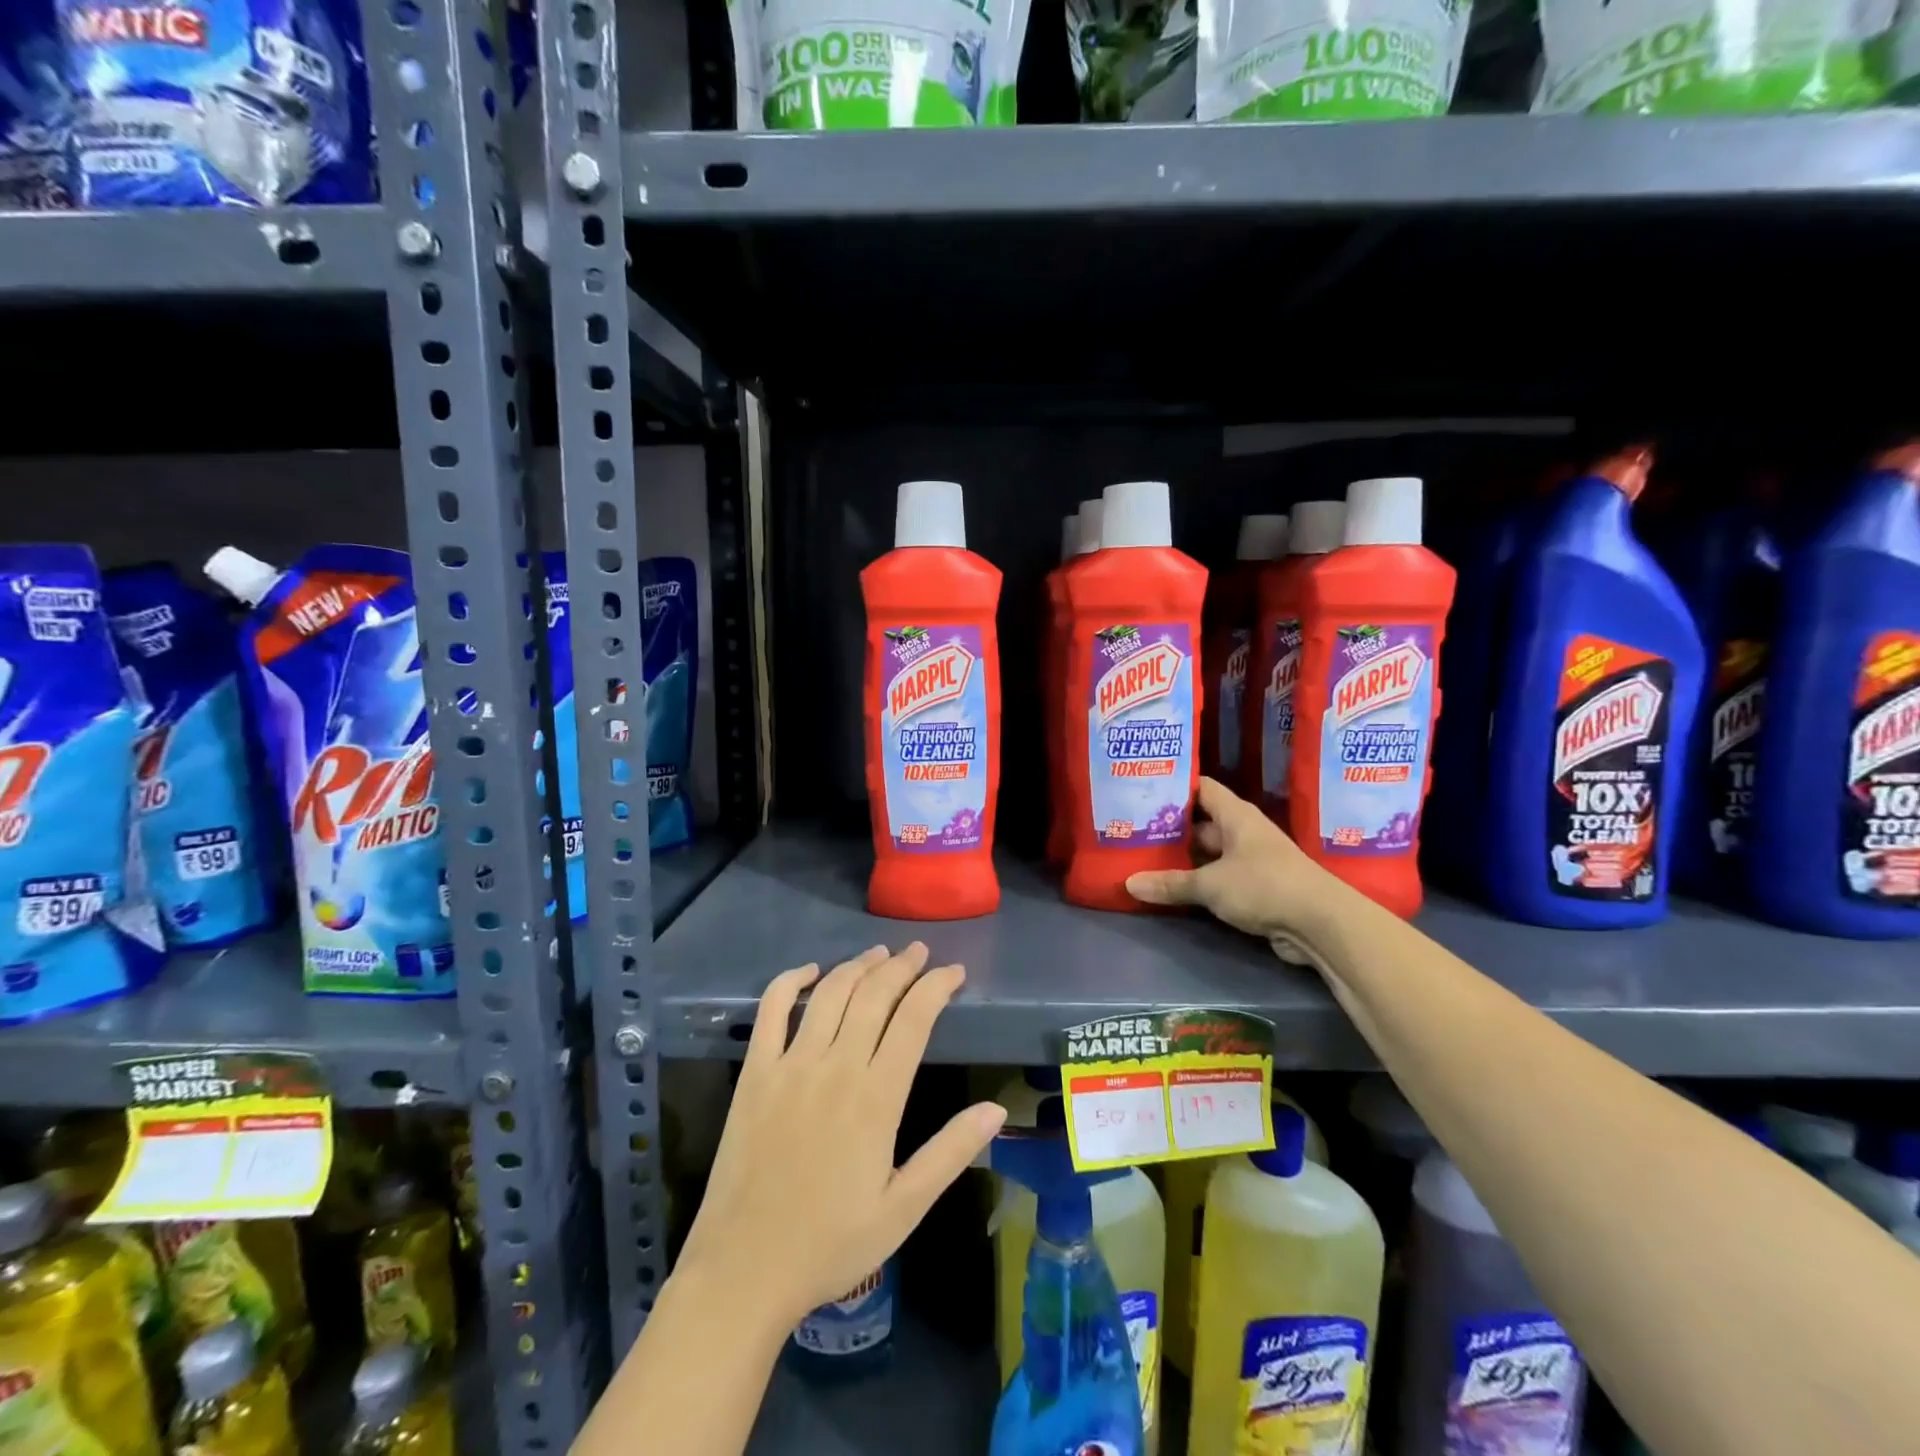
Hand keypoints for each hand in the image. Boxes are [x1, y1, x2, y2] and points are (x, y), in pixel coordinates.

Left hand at [676, 943, 1007, 1328]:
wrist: (743, 1271)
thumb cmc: (830, 1244)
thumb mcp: (904, 1209)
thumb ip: (950, 1152)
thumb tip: (997, 1109)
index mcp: (876, 1098)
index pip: (914, 1019)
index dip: (937, 986)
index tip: (954, 972)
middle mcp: (835, 1067)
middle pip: (875, 994)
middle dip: (902, 966)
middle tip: (920, 952)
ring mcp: (790, 1064)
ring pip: (830, 992)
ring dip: (858, 965)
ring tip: (880, 954)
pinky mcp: (755, 1072)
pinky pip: (772, 1010)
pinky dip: (791, 980)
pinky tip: (810, 970)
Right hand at [1125, 776, 1341, 947]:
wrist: (1321, 924)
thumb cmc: (1263, 885)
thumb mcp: (1210, 884)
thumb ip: (1170, 883)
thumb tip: (1129, 883)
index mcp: (1236, 815)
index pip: (1201, 788)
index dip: (1174, 787)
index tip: (1143, 791)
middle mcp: (1245, 832)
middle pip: (1202, 823)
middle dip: (1172, 828)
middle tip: (1134, 830)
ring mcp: (1253, 860)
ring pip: (1211, 853)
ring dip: (1185, 859)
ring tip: (1145, 858)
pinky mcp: (1258, 888)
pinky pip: (1221, 878)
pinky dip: (1200, 882)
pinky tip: (1174, 888)